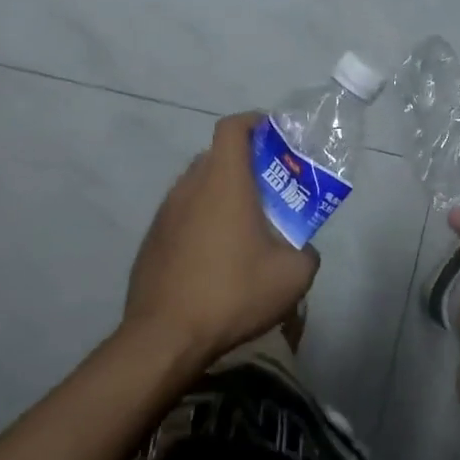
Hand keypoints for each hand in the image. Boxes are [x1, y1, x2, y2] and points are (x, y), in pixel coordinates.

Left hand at [124, 112, 319, 364]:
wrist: (164, 338)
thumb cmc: (232, 293)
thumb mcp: (293, 276)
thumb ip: (306, 252)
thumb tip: (303, 249)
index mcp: (224, 181)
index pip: (233, 127)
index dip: (255, 121)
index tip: (276, 135)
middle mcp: (189, 187)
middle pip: (217, 156)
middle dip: (245, 163)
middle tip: (272, 188)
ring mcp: (165, 214)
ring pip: (198, 186)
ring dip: (222, 194)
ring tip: (246, 226)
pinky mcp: (152, 241)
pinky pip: (182, 215)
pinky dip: (202, 220)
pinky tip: (217, 257)